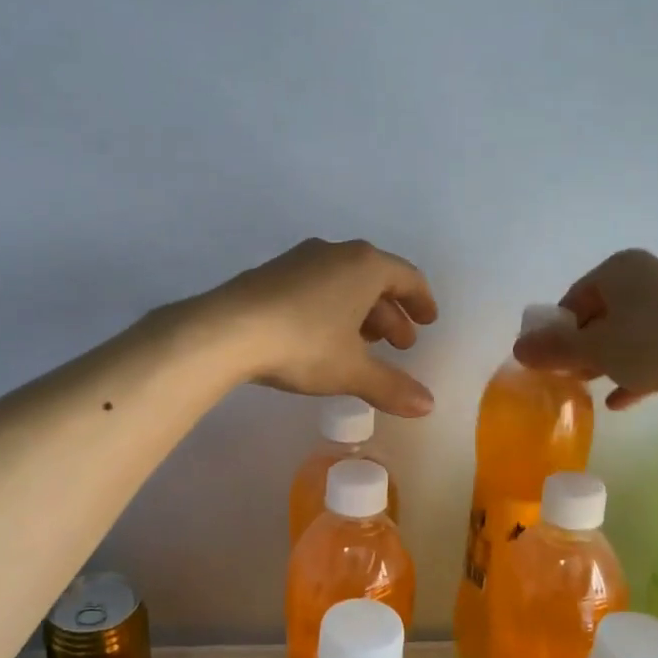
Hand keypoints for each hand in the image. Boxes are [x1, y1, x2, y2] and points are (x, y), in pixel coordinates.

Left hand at [201, 238, 438, 415]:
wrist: (227, 330)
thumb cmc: (303, 344)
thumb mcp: (351, 370)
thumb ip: (391, 386)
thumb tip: (428, 405)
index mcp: (365, 265)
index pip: (407, 277)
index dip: (422, 301)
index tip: (429, 321)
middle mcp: (336, 252)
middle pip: (376, 280)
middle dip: (391, 314)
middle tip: (399, 345)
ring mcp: (301, 259)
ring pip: (344, 282)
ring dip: (362, 313)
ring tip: (364, 346)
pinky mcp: (273, 273)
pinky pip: (317, 286)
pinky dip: (332, 308)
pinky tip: (324, 338)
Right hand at [513, 249, 657, 410]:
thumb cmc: (647, 342)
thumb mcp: (591, 348)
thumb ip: (553, 349)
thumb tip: (518, 349)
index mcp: (621, 268)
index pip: (576, 296)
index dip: (558, 328)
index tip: (550, 356)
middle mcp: (649, 277)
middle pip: (603, 314)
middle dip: (583, 346)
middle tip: (568, 373)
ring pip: (629, 333)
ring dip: (607, 360)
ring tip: (589, 387)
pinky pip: (655, 350)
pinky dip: (636, 371)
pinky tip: (619, 401)